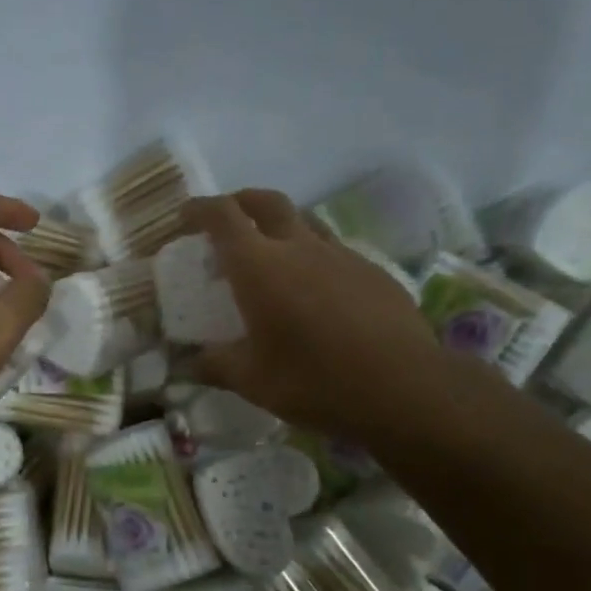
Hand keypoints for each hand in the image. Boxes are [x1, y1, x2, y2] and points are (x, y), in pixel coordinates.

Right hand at [180, 190, 443, 440]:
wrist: (404, 389)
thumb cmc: (314, 380)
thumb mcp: (252, 381)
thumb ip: (215, 365)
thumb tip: (187, 366)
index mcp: (259, 266)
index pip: (222, 216)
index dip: (200, 209)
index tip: (185, 216)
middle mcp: (299, 248)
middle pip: (266, 202)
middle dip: (240, 201)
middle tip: (228, 218)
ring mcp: (342, 256)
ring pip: (305, 222)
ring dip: (281, 226)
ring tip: (273, 253)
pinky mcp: (374, 273)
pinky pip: (336, 252)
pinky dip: (315, 258)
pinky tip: (319, 292)